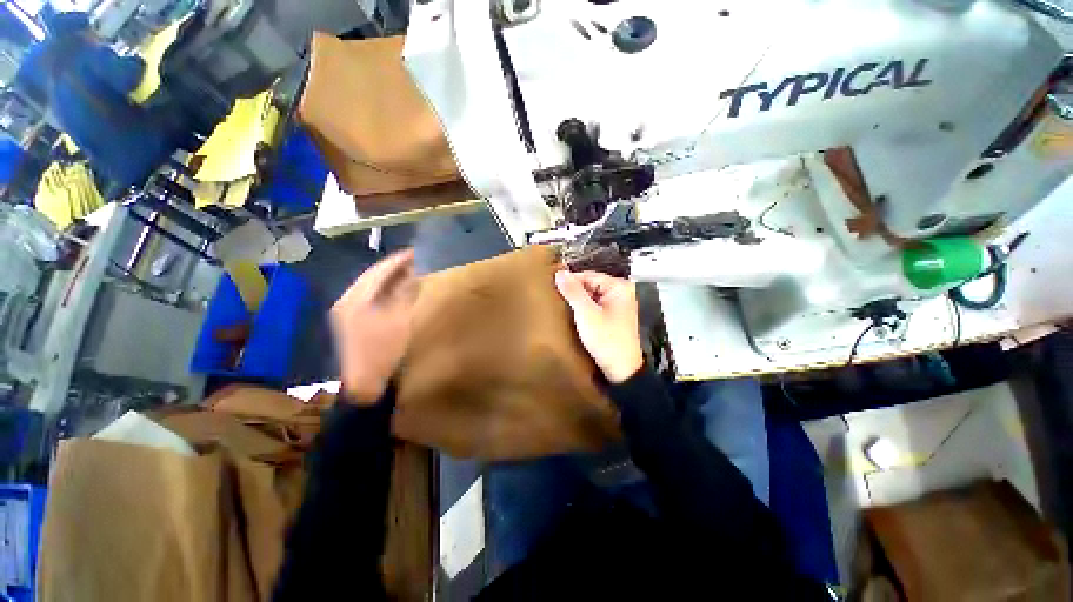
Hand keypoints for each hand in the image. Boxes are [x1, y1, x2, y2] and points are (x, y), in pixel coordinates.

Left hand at [331, 249, 418, 403]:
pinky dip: (387, 294)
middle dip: (394, 269)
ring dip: (391, 281)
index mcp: (355, 300)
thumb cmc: (383, 352)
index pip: (377, 272)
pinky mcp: (353, 324)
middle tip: (416, 262)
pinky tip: (400, 294)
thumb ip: (406, 296)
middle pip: (373, 278)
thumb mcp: (399, 321)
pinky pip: (372, 300)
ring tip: (411, 274)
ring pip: (372, 289)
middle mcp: (348, 302)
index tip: (415, 252)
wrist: (363, 387)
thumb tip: (415, 276)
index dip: (397, 261)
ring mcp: (348, 314)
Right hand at [555, 270, 643, 383]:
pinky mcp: (614, 316)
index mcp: (619, 287)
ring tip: (563, 309)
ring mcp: (618, 305)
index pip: (588, 276)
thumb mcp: (586, 314)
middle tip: (556, 300)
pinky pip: (595, 306)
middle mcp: (621, 292)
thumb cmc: (606, 340)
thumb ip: (573, 292)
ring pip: (591, 296)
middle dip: (574, 293)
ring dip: (578, 302)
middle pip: (590, 285)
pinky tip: (573, 317)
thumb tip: (560, 273)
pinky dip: (584, 311)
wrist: (621, 370)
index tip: (553, 289)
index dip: (570, 282)